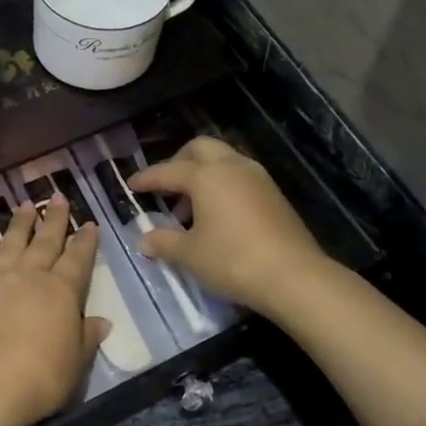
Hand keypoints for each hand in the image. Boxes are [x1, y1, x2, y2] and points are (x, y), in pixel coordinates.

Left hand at [0, 201, 109, 425]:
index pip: (78, 258)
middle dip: (54, 218)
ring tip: (26, 205)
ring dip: (20, 223)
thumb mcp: (75, 362)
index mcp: (62, 290)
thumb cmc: (40, 376)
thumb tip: (101, 321)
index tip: (88, 223)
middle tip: (58, 197)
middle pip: (45, 241)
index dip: (85, 240)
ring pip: (12, 242)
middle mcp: (30, 275)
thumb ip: (86, 337)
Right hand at [129, 137, 326, 317]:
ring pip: (224, 160)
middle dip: (179, 161)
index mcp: (206, 176)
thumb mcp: (190, 254)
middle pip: (200, 148)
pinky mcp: (274, 194)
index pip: (168, 171)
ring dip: (203, 174)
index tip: (131, 184)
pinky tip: (218, 216)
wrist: (294, 276)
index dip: (147, 178)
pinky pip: (240, 177)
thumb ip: (164, 242)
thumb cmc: (232, 260)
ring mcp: (258, 178)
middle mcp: (232, 167)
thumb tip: (144, 239)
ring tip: (190, 208)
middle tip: (166, 187)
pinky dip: (223, 186)